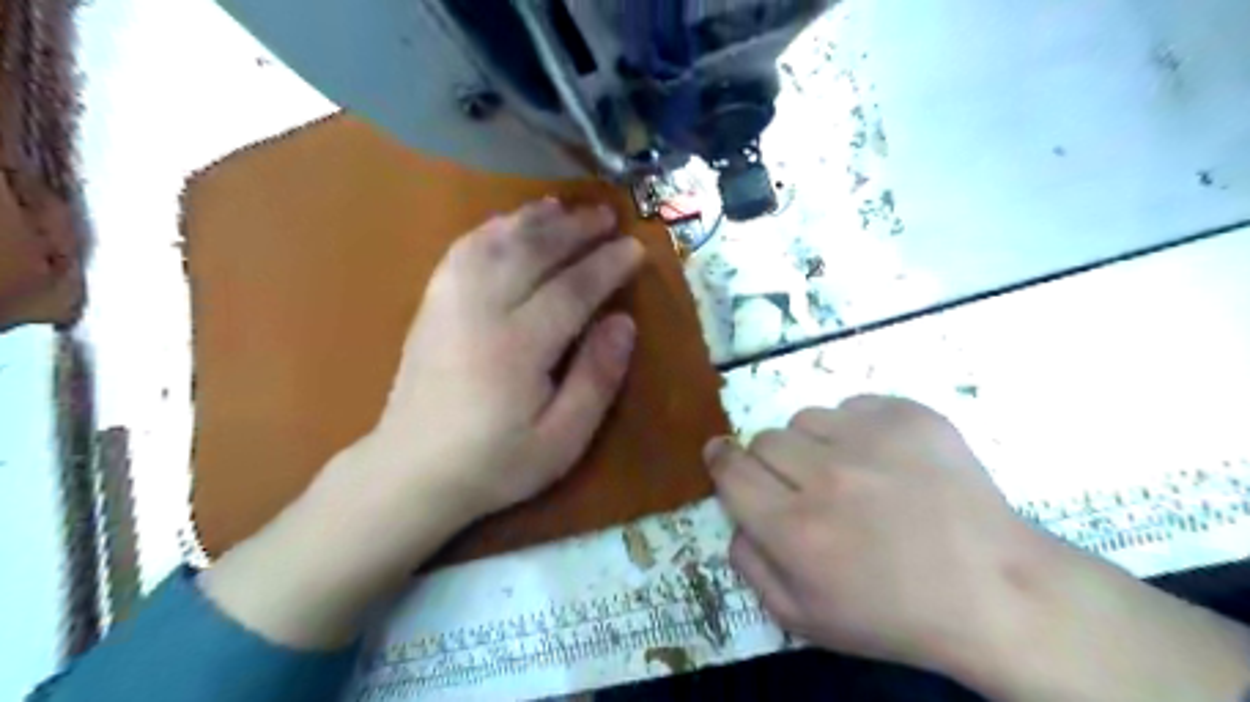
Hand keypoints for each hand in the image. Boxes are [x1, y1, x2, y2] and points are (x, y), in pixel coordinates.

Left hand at [359, 195, 636, 523]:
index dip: (607, 265)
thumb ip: (596, 378)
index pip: (572, 289)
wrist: (410, 472)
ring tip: (566, 208)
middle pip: (533, 252)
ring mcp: (449, 302)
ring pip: (496, 241)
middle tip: (609, 215)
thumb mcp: (562, 440)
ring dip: (535, 220)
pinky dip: (492, 228)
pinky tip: (511, 224)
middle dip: (575, 228)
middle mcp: (481, 311)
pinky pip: (463, 249)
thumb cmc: (495, 463)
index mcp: (518, 347)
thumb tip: (623, 322)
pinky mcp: (431, 303)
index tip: (636, 247)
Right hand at [703, 395, 1034, 673]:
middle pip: (764, 439)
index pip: (730, 469)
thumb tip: (735, 515)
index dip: (721, 460)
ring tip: (851, 474)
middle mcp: (826, 475)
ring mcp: (871, 438)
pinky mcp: (908, 415)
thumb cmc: (894, 615)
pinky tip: (887, 462)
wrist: (995, 590)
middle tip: (805, 488)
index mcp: (795, 529)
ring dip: (814, 444)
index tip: (723, 456)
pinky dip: (857, 429)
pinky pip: (853, 405)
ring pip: (806, 418)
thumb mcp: (804, 618)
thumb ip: (750, 564)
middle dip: (773, 463)